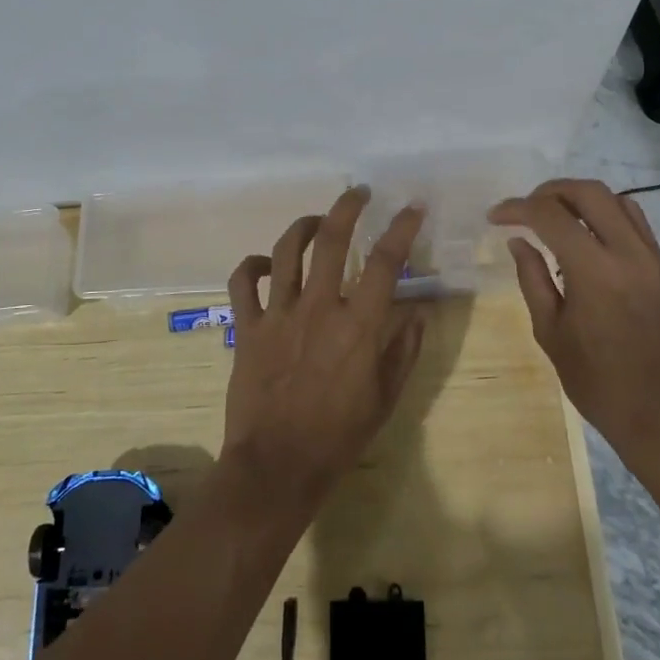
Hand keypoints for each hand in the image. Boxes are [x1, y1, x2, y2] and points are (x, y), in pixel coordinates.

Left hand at [221, 187, 428, 513]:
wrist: (277, 466)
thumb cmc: (339, 437)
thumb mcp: (386, 398)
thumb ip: (404, 350)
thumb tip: (416, 311)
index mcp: (358, 326)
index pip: (386, 262)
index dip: (402, 228)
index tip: (412, 207)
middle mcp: (318, 308)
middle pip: (332, 239)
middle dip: (348, 207)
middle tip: (359, 193)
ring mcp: (278, 314)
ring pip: (287, 250)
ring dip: (304, 226)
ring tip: (317, 220)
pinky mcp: (248, 327)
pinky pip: (243, 281)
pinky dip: (253, 265)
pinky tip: (266, 264)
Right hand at [490, 179, 659, 461]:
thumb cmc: (599, 383)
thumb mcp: (551, 333)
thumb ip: (533, 279)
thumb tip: (519, 241)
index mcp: (595, 272)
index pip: (551, 216)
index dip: (518, 208)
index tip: (495, 217)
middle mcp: (629, 254)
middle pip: (589, 192)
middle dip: (550, 191)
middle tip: (524, 209)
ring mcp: (653, 259)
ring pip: (617, 200)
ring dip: (580, 198)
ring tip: (554, 217)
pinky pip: (636, 222)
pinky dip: (606, 214)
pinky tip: (586, 236)